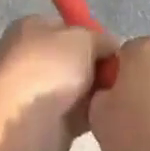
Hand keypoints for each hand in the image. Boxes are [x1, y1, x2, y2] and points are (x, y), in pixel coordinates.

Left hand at [0, 15, 117, 150]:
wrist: (28, 123)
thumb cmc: (50, 67)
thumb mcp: (83, 38)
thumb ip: (101, 39)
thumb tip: (111, 48)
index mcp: (30, 29)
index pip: (66, 27)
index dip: (92, 36)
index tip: (114, 50)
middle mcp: (30, 57)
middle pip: (74, 59)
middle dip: (97, 67)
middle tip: (122, 74)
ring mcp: (37, 92)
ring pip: (78, 88)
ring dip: (97, 92)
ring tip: (119, 94)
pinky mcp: (47, 122)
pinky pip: (79, 114)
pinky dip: (93, 114)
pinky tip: (109, 113)